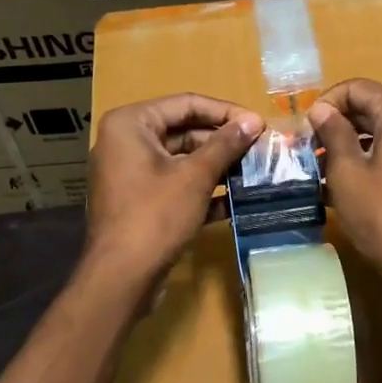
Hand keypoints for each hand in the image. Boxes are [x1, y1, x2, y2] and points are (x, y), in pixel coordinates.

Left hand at [86, 94, 263, 287]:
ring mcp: (130, 174)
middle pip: (183, 130)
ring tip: (253, 172)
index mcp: (131, 124)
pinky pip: (175, 184)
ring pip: (181, 160)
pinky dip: (202, 189)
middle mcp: (126, 143)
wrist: (121, 278)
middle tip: (260, 149)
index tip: (258, 124)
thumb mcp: (196, 176)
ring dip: (216, 166)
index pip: (186, 104)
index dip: (225, 112)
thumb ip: (225, 145)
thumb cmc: (156, 216)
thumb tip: (253, 121)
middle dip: (222, 141)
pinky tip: (234, 201)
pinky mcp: (139, 202)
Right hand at [308, 79, 381, 300]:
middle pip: (371, 107)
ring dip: (351, 143)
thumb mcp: (347, 171)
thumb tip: (320, 109)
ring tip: (320, 167)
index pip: (356, 88)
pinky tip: (344, 183)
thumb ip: (332, 132)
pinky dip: (370, 158)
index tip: (303, 129)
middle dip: (337, 124)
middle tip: (307, 148)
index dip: (325, 103)